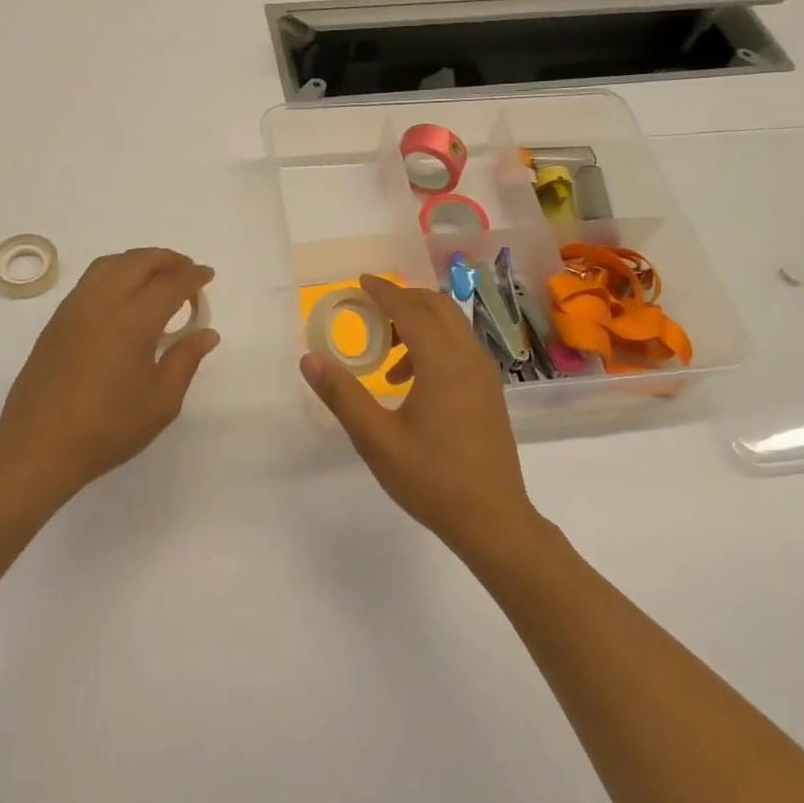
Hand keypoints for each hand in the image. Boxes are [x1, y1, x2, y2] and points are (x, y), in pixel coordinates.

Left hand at [0, 248, 219, 498]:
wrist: (38, 447)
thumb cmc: (107, 429)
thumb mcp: (160, 403)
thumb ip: (185, 361)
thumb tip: (206, 333)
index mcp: (132, 323)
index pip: (170, 284)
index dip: (192, 276)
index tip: (207, 275)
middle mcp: (101, 304)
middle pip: (138, 261)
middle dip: (167, 259)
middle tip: (187, 271)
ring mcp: (74, 309)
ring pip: (110, 264)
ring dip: (138, 261)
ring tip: (158, 276)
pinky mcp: (56, 321)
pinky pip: (90, 279)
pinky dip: (115, 273)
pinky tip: (125, 296)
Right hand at [300, 274, 538, 552]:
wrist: (493, 520)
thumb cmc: (431, 479)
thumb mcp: (376, 439)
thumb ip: (342, 395)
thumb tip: (310, 359)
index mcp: (443, 363)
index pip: (410, 310)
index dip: (383, 292)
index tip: (360, 282)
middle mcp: (470, 358)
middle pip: (437, 307)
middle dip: (403, 299)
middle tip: (370, 309)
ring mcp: (486, 374)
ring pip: (453, 326)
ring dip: (419, 324)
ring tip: (386, 358)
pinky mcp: (490, 391)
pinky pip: (461, 347)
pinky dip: (435, 344)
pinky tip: (411, 383)